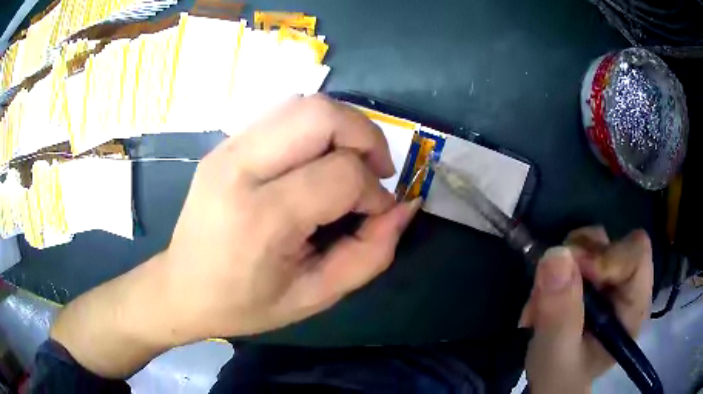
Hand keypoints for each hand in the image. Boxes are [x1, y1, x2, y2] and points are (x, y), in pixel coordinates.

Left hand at [165, 94, 419, 338]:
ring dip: (342, 126)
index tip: (377, 213)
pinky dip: (316, 129)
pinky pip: (283, 115)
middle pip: (321, 114)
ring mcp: (227, 149)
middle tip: (376, 170)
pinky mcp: (224, 144)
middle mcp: (240, 168)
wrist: (182, 287)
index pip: (342, 173)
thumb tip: (405, 207)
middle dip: (366, 135)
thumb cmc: (245, 304)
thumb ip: (370, 254)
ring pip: (303, 104)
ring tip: (350, 162)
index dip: (375, 191)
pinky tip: (317, 161)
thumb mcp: (316, 296)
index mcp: (261, 217)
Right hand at [520, 227, 652, 392]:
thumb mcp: (556, 355)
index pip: (637, 255)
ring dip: (562, 264)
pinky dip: (555, 268)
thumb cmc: (560, 377)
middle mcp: (628, 286)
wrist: (552, 381)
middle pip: (613, 243)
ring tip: (542, 301)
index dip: (607, 257)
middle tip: (548, 291)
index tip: (571, 274)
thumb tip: (556, 255)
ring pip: (592, 242)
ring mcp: (610, 278)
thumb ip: (560, 315)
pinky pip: (576, 251)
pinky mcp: (593, 276)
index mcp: (634, 307)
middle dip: (576, 261)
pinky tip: (544, 297)